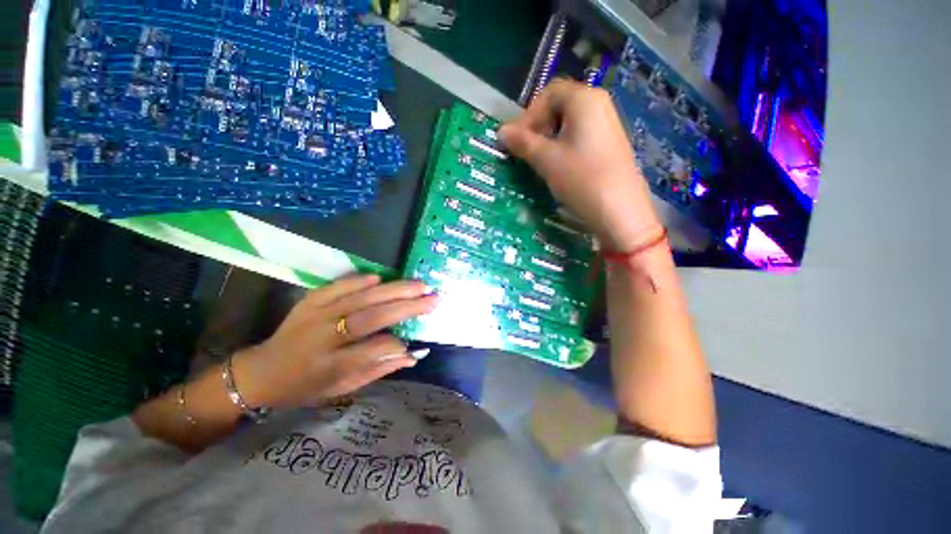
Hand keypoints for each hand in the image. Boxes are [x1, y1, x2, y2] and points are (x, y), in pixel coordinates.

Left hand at [230, 275, 437, 409]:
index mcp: (330, 366)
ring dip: (394, 290)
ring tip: (420, 285)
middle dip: (407, 307)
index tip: (416, 343)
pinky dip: (360, 280)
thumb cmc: (305, 386)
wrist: (261, 371)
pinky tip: (381, 278)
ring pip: (361, 298)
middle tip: (433, 298)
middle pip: (371, 318)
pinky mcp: (309, 301)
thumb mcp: (340, 389)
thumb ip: (377, 371)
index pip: (372, 352)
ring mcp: (315, 315)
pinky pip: (338, 287)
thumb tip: (411, 356)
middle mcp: (324, 338)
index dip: (397, 346)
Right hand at [499, 79, 661, 250]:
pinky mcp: (609, 144)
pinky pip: (580, 136)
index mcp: (584, 99)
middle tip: (526, 150)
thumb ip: (522, 142)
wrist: (619, 210)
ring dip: (549, 138)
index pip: (548, 94)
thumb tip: (501, 131)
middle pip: (560, 106)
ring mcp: (607, 124)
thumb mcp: (546, 160)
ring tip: (539, 160)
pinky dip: (563, 146)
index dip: (528, 115)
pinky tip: (558, 166)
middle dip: (538, 126)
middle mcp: (599, 104)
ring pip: (569, 123)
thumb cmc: (580, 178)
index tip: (517, 140)